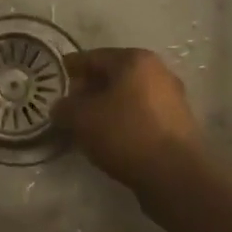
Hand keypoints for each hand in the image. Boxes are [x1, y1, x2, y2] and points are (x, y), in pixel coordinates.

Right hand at [55, 47, 205, 191]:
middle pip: (113, 75)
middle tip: (67, 106)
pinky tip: (109, 139)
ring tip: (85, 126)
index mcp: (135, 60)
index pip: (93, 57)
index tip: (52, 81)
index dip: (70, 68)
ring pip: (128, 97)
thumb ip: (65, 108)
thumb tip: (61, 107)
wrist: (175, 175)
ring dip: (106, 107)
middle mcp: (158, 72)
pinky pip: (141, 115)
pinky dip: (123, 122)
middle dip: (88, 89)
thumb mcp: (82, 118)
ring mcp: (172, 98)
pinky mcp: (178, 124)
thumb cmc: (126, 134)